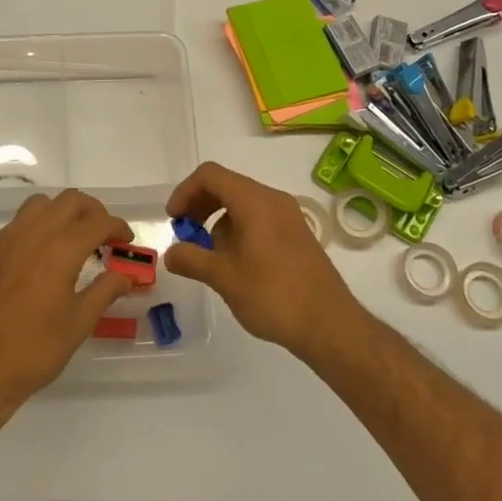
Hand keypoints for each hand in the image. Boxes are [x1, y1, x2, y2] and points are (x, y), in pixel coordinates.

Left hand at [0, 189, 133, 409]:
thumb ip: (105, 291)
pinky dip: (37, 228)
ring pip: (40, 205)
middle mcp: (32, 234)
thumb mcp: (79, 324)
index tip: (126, 241)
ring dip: (62, 213)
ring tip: (72, 240)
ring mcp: (4, 240)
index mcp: (60, 250)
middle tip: (104, 235)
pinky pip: (17, 224)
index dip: (117, 227)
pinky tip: (39, 258)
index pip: (97, 222)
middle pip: (70, 201)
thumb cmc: (34, 350)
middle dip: (93, 211)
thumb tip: (126, 276)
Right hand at [164, 162, 361, 355]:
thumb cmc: (273, 295)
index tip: (174, 220)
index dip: (185, 192)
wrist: (329, 325)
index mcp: (254, 201)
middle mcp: (273, 200)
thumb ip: (191, 260)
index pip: (210, 175)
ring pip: (243, 203)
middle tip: (186, 235)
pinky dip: (239, 229)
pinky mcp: (297, 235)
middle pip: (227, 186)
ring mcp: (289, 217)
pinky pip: (260, 218)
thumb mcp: (223, 278)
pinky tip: (236, 263)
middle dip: (200, 205)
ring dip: (219, 220)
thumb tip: (171, 253)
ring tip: (210, 256)